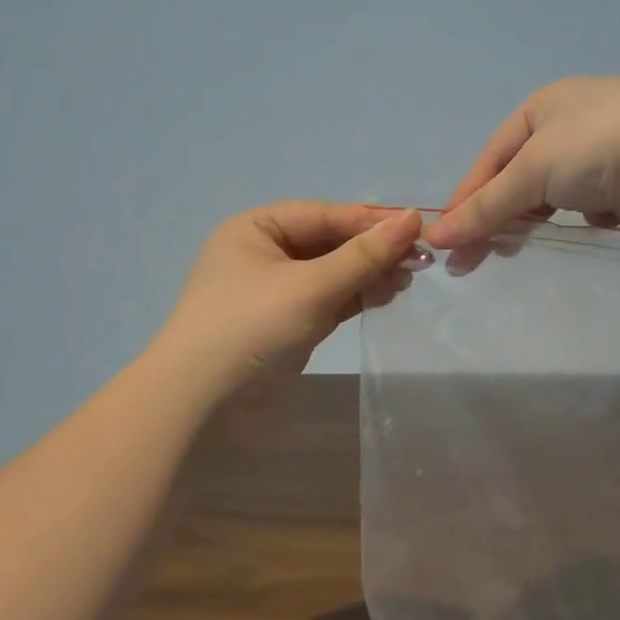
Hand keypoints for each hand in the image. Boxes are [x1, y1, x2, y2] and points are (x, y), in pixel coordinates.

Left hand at [158, 202, 422, 395]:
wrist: (199, 404)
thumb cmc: (250, 328)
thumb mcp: (310, 287)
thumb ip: (363, 255)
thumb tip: (412, 217)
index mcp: (257, 227)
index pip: (324, 215)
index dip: (371, 222)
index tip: (418, 230)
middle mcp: (265, 251)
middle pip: (330, 241)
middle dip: (373, 250)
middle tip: (420, 261)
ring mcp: (276, 289)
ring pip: (333, 271)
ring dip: (369, 274)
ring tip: (408, 280)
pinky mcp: (287, 321)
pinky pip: (328, 298)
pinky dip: (356, 296)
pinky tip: (387, 295)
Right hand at [425, 77, 619, 249]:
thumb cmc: (600, 147)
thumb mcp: (532, 170)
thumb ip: (486, 205)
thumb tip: (437, 236)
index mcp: (546, 106)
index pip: (491, 155)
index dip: (466, 195)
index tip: (444, 237)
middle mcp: (573, 127)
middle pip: (519, 176)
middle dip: (495, 214)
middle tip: (471, 258)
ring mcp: (605, 159)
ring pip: (552, 196)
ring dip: (531, 222)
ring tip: (511, 252)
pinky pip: (586, 212)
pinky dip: (574, 224)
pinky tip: (569, 238)